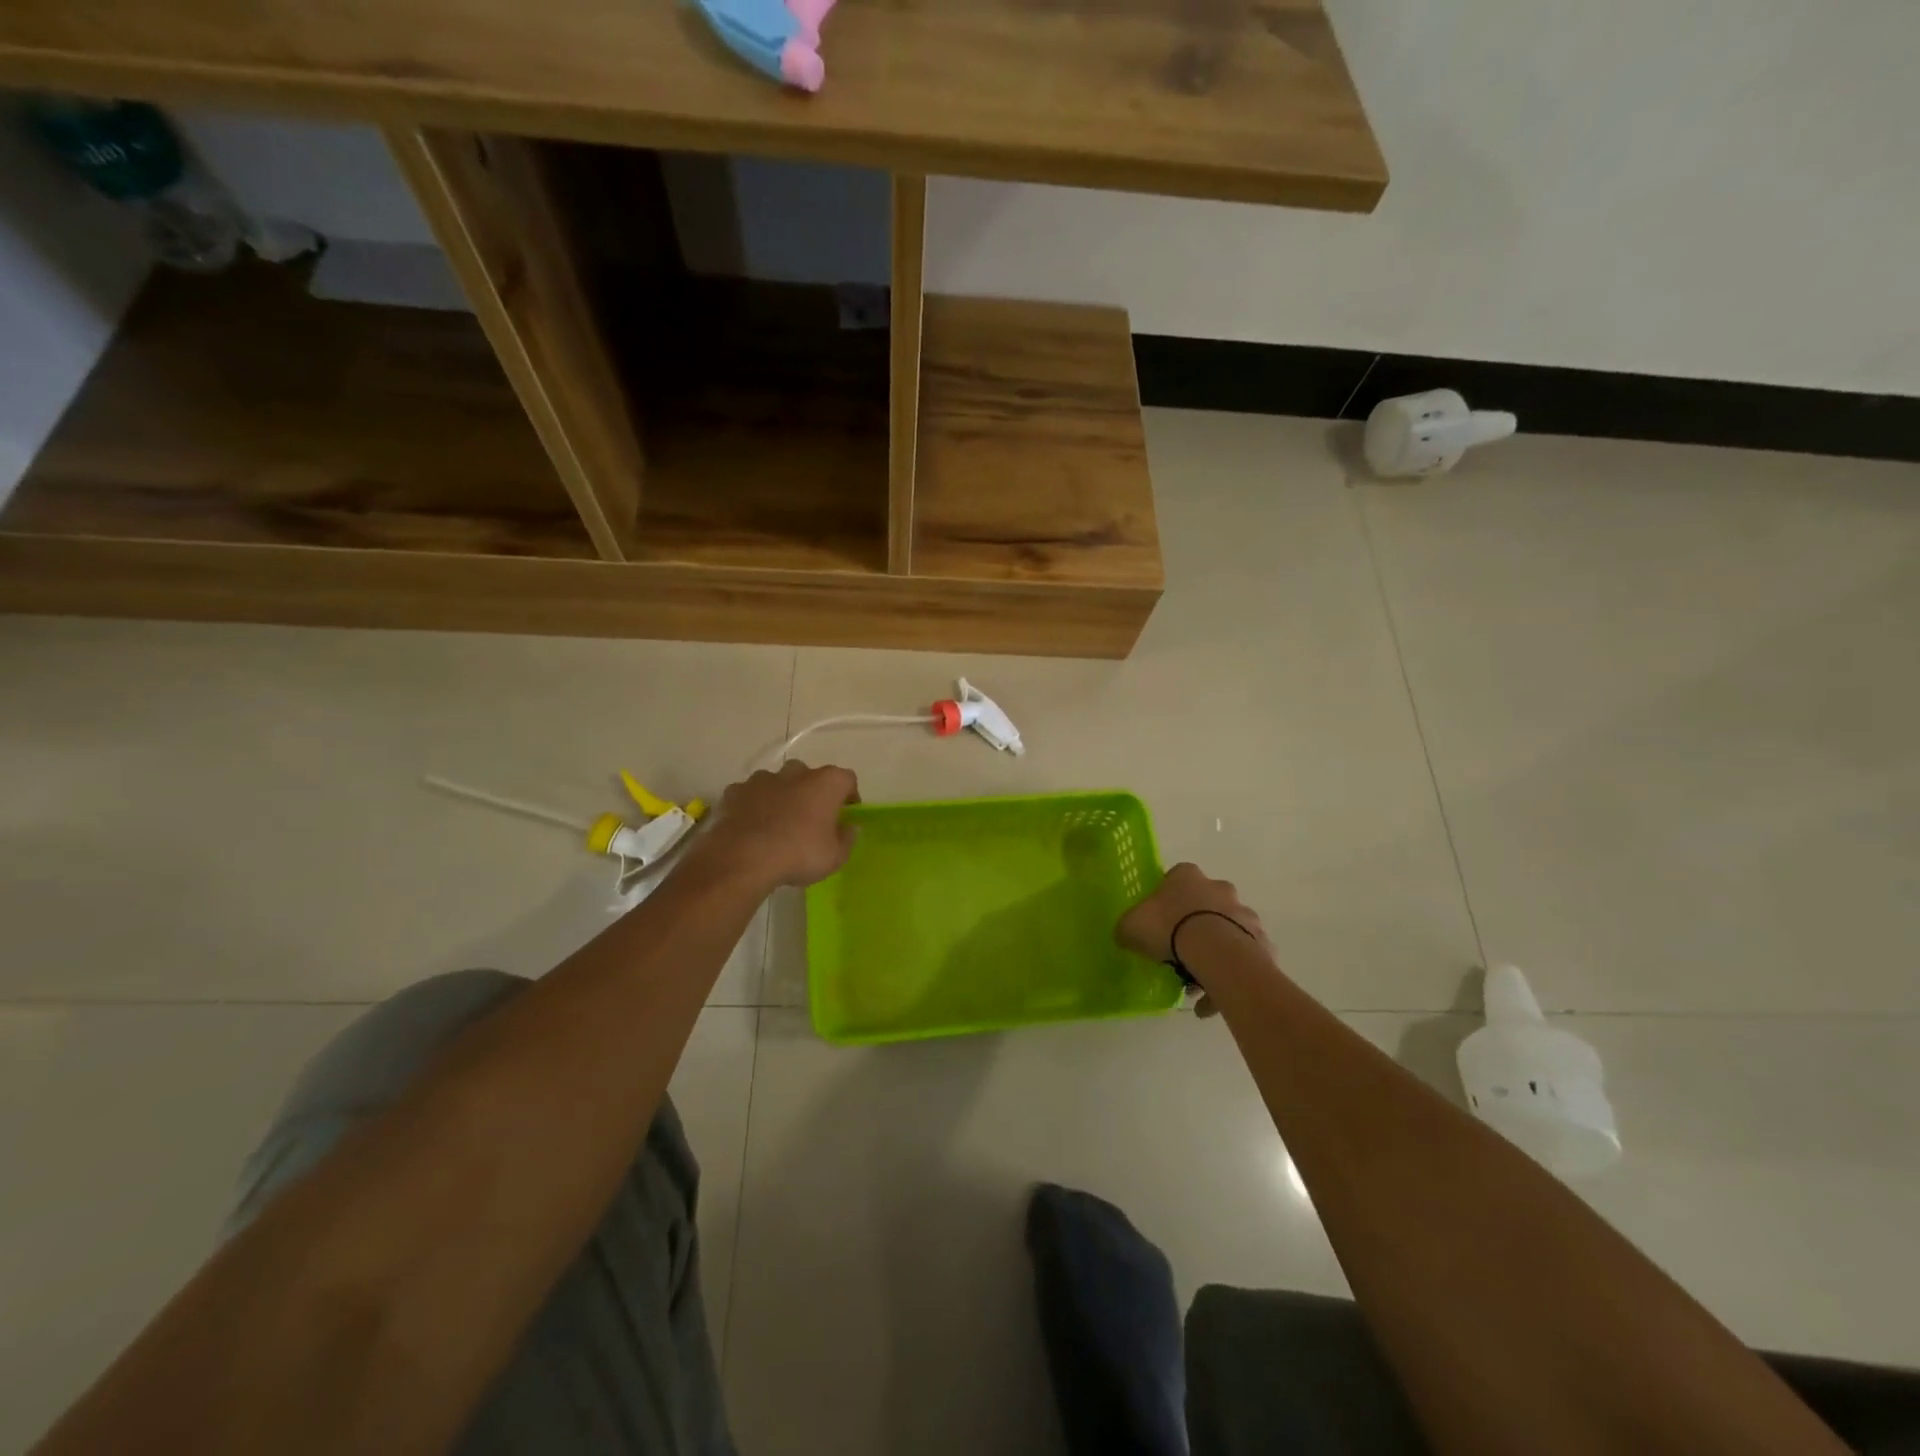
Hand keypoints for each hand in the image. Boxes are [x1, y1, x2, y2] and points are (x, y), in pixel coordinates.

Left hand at [697, 761, 859, 889]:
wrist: (744, 858)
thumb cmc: (799, 854)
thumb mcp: (835, 856)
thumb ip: (847, 838)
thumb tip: (848, 828)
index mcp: (827, 782)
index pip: (847, 779)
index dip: (848, 796)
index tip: (845, 816)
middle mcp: (796, 772)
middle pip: (810, 776)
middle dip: (812, 793)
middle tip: (811, 820)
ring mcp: (763, 779)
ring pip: (778, 782)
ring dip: (781, 796)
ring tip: (778, 824)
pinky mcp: (735, 791)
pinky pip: (750, 795)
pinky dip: (753, 805)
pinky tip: (751, 827)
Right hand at [1117, 864, 1272, 1013]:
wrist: (1215, 952)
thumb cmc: (1169, 928)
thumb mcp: (1131, 926)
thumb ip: (1128, 927)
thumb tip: (1126, 934)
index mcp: (1187, 877)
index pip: (1176, 878)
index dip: (1166, 899)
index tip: (1160, 920)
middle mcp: (1219, 889)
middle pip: (1206, 905)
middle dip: (1195, 927)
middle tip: (1180, 954)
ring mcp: (1245, 915)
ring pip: (1227, 933)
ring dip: (1214, 955)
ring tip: (1197, 986)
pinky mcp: (1262, 943)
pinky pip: (1242, 960)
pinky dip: (1229, 977)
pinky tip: (1211, 1001)